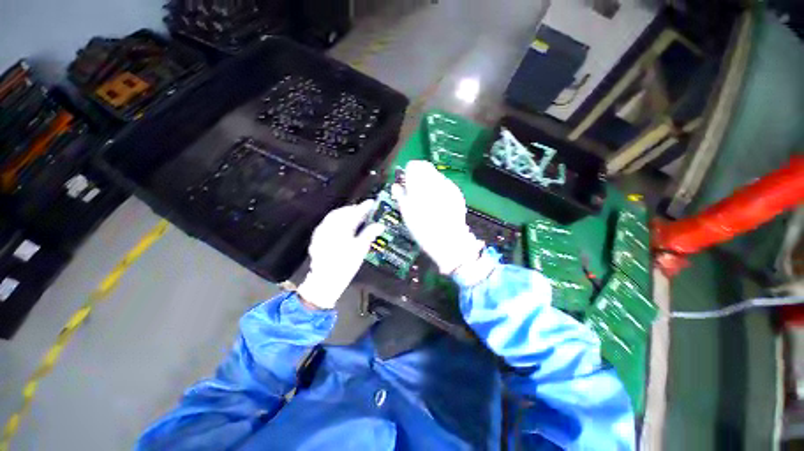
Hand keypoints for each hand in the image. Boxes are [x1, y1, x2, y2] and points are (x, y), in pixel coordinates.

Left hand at [297, 201, 384, 309]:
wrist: (325, 280)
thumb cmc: (345, 264)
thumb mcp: (360, 249)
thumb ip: (369, 234)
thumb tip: (380, 225)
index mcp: (341, 227)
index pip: (354, 213)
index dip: (364, 207)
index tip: (371, 202)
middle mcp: (330, 226)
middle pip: (342, 212)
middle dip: (353, 209)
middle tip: (363, 210)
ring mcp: (321, 231)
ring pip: (334, 216)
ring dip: (344, 214)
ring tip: (354, 217)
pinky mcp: (317, 237)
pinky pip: (327, 223)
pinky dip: (337, 221)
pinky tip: (342, 226)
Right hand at [392, 161, 483, 273]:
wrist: (449, 242)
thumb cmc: (423, 230)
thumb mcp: (407, 214)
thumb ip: (401, 196)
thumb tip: (397, 186)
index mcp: (421, 185)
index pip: (414, 166)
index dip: (408, 173)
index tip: (406, 182)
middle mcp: (436, 181)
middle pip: (426, 168)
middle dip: (419, 176)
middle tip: (415, 190)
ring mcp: (449, 187)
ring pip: (436, 176)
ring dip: (429, 182)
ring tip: (427, 199)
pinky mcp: (457, 194)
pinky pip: (445, 185)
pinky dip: (439, 189)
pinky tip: (438, 203)